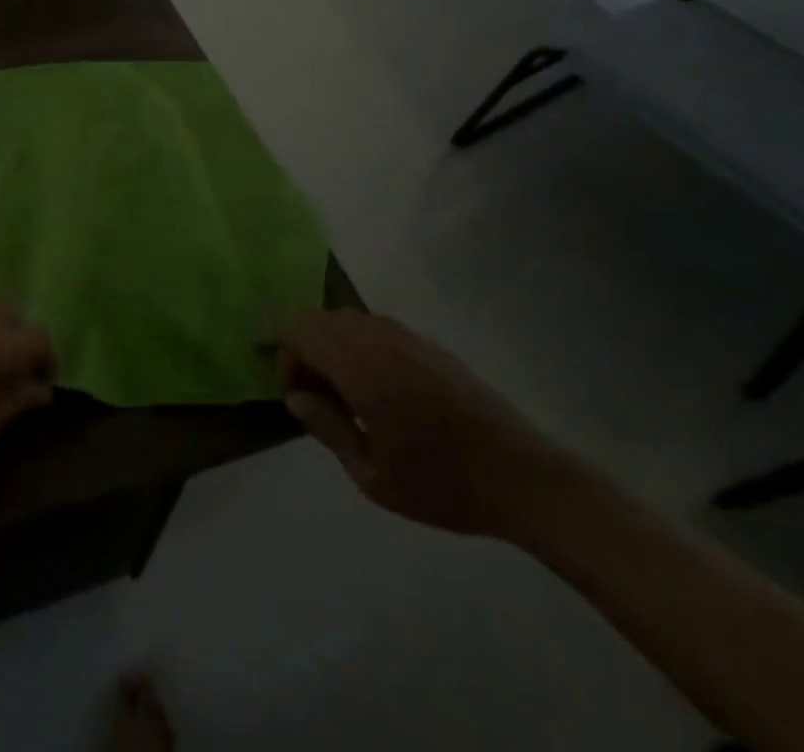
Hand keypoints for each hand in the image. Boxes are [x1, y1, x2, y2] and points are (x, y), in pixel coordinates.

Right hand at [279, 308, 582, 540]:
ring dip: (327, 345)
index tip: (284, 390)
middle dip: (299, 348)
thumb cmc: (443, 483)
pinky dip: (353, 346)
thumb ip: (328, 428)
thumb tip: (297, 396)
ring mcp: (406, 336)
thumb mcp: (372, 475)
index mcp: (360, 365)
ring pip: (345, 320)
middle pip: (318, 320)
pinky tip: (368, 389)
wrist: (524, 478)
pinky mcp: (426, 344)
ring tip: (335, 395)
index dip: (279, 350)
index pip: (298, 330)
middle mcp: (378, 337)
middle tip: (305, 395)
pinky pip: (372, 328)